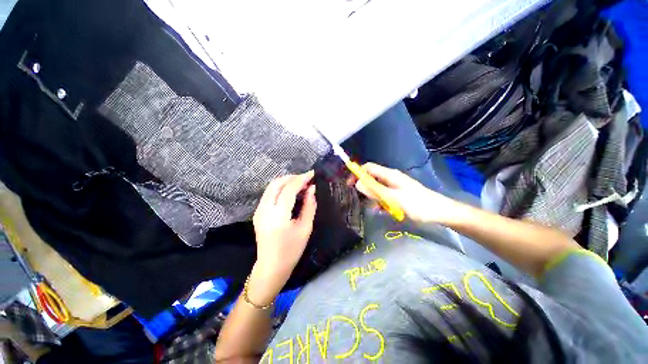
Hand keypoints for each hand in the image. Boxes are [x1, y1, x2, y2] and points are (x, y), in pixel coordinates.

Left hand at [249, 171, 316, 303]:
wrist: (271, 266)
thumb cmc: (292, 250)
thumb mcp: (305, 228)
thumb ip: (309, 206)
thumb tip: (312, 189)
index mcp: (278, 216)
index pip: (289, 189)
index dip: (301, 179)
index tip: (312, 174)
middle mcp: (265, 210)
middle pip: (277, 184)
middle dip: (292, 177)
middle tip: (306, 179)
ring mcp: (259, 210)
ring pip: (271, 187)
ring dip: (286, 181)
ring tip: (300, 183)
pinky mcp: (258, 212)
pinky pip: (269, 193)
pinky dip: (280, 188)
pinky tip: (290, 191)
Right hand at [354, 163, 459, 224]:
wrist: (439, 212)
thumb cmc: (417, 204)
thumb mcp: (394, 198)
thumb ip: (375, 191)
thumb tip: (358, 183)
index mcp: (389, 175)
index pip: (368, 168)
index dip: (357, 173)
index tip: (349, 185)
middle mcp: (391, 178)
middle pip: (372, 178)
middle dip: (364, 187)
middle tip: (360, 199)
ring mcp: (395, 186)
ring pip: (377, 188)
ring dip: (373, 197)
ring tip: (374, 208)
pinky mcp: (398, 194)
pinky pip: (384, 195)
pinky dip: (381, 202)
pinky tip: (382, 211)